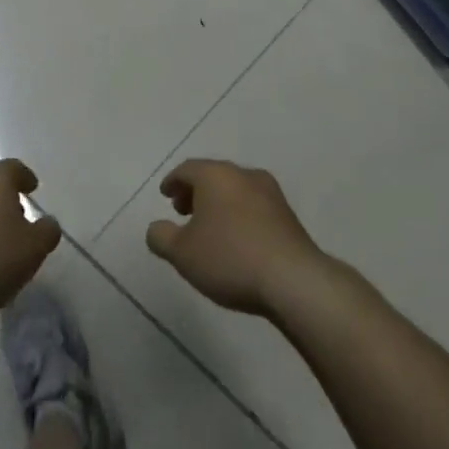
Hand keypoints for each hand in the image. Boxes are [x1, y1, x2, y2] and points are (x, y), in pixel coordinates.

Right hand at [145, 160, 326, 317]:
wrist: (293, 279)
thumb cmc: (229, 258)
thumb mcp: (182, 253)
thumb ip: (161, 237)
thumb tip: (156, 228)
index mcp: (216, 175)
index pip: (187, 169)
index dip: (173, 182)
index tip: (165, 195)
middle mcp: (244, 174)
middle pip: (213, 175)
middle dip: (195, 191)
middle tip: (182, 211)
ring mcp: (270, 192)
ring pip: (235, 189)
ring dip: (218, 203)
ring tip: (208, 228)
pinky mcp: (287, 213)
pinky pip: (253, 205)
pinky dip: (238, 213)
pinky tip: (235, 238)